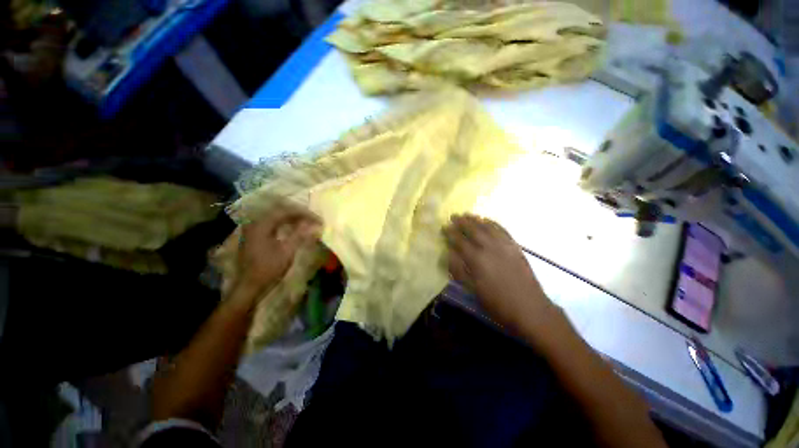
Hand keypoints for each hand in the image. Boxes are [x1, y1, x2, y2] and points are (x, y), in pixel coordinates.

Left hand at [235, 204, 321, 297]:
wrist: (249, 285)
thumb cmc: (269, 268)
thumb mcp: (287, 251)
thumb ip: (300, 235)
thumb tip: (315, 224)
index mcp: (262, 224)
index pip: (286, 211)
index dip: (304, 213)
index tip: (318, 219)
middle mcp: (255, 222)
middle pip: (280, 212)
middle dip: (299, 214)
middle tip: (314, 219)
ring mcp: (254, 229)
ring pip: (277, 217)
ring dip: (293, 219)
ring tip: (307, 222)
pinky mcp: (255, 235)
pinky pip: (273, 224)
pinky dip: (285, 224)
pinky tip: (294, 228)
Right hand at [443, 214, 554, 333]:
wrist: (529, 308)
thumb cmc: (497, 302)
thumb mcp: (473, 289)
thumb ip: (459, 270)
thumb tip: (449, 253)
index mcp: (477, 259)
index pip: (460, 241)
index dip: (451, 233)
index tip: (444, 227)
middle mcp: (489, 247)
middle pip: (473, 230)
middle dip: (462, 222)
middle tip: (454, 216)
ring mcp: (504, 245)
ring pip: (487, 227)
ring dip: (476, 219)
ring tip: (467, 214)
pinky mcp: (515, 246)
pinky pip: (502, 230)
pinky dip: (493, 223)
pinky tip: (488, 221)